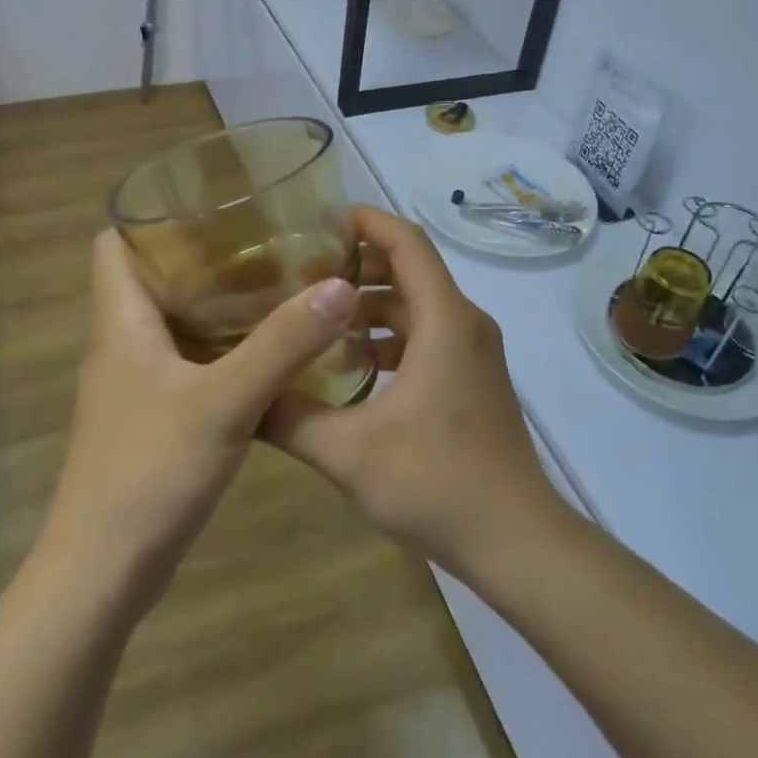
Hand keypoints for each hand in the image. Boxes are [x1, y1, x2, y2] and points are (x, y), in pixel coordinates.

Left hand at [37, 229, 359, 612]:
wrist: (102, 574)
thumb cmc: (150, 472)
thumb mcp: (225, 401)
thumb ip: (283, 343)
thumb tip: (339, 286)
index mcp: (120, 323)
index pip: (114, 243)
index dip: (153, 217)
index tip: (215, 205)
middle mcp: (121, 345)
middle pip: (152, 277)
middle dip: (204, 255)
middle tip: (268, 242)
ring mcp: (135, 385)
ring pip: (174, 322)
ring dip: (218, 302)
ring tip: (278, 285)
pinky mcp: (152, 418)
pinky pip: (187, 361)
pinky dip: (222, 346)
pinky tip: (268, 351)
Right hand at [264, 206, 563, 576]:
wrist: (516, 539)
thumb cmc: (437, 483)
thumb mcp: (349, 453)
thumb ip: (290, 418)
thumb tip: (242, 395)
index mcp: (445, 320)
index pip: (406, 242)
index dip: (365, 220)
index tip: (318, 217)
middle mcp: (465, 323)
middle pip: (411, 269)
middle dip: (359, 263)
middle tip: (301, 268)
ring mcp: (473, 353)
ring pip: (419, 306)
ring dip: (372, 303)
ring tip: (316, 314)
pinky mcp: (472, 379)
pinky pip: (428, 336)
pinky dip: (390, 335)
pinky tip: (351, 363)